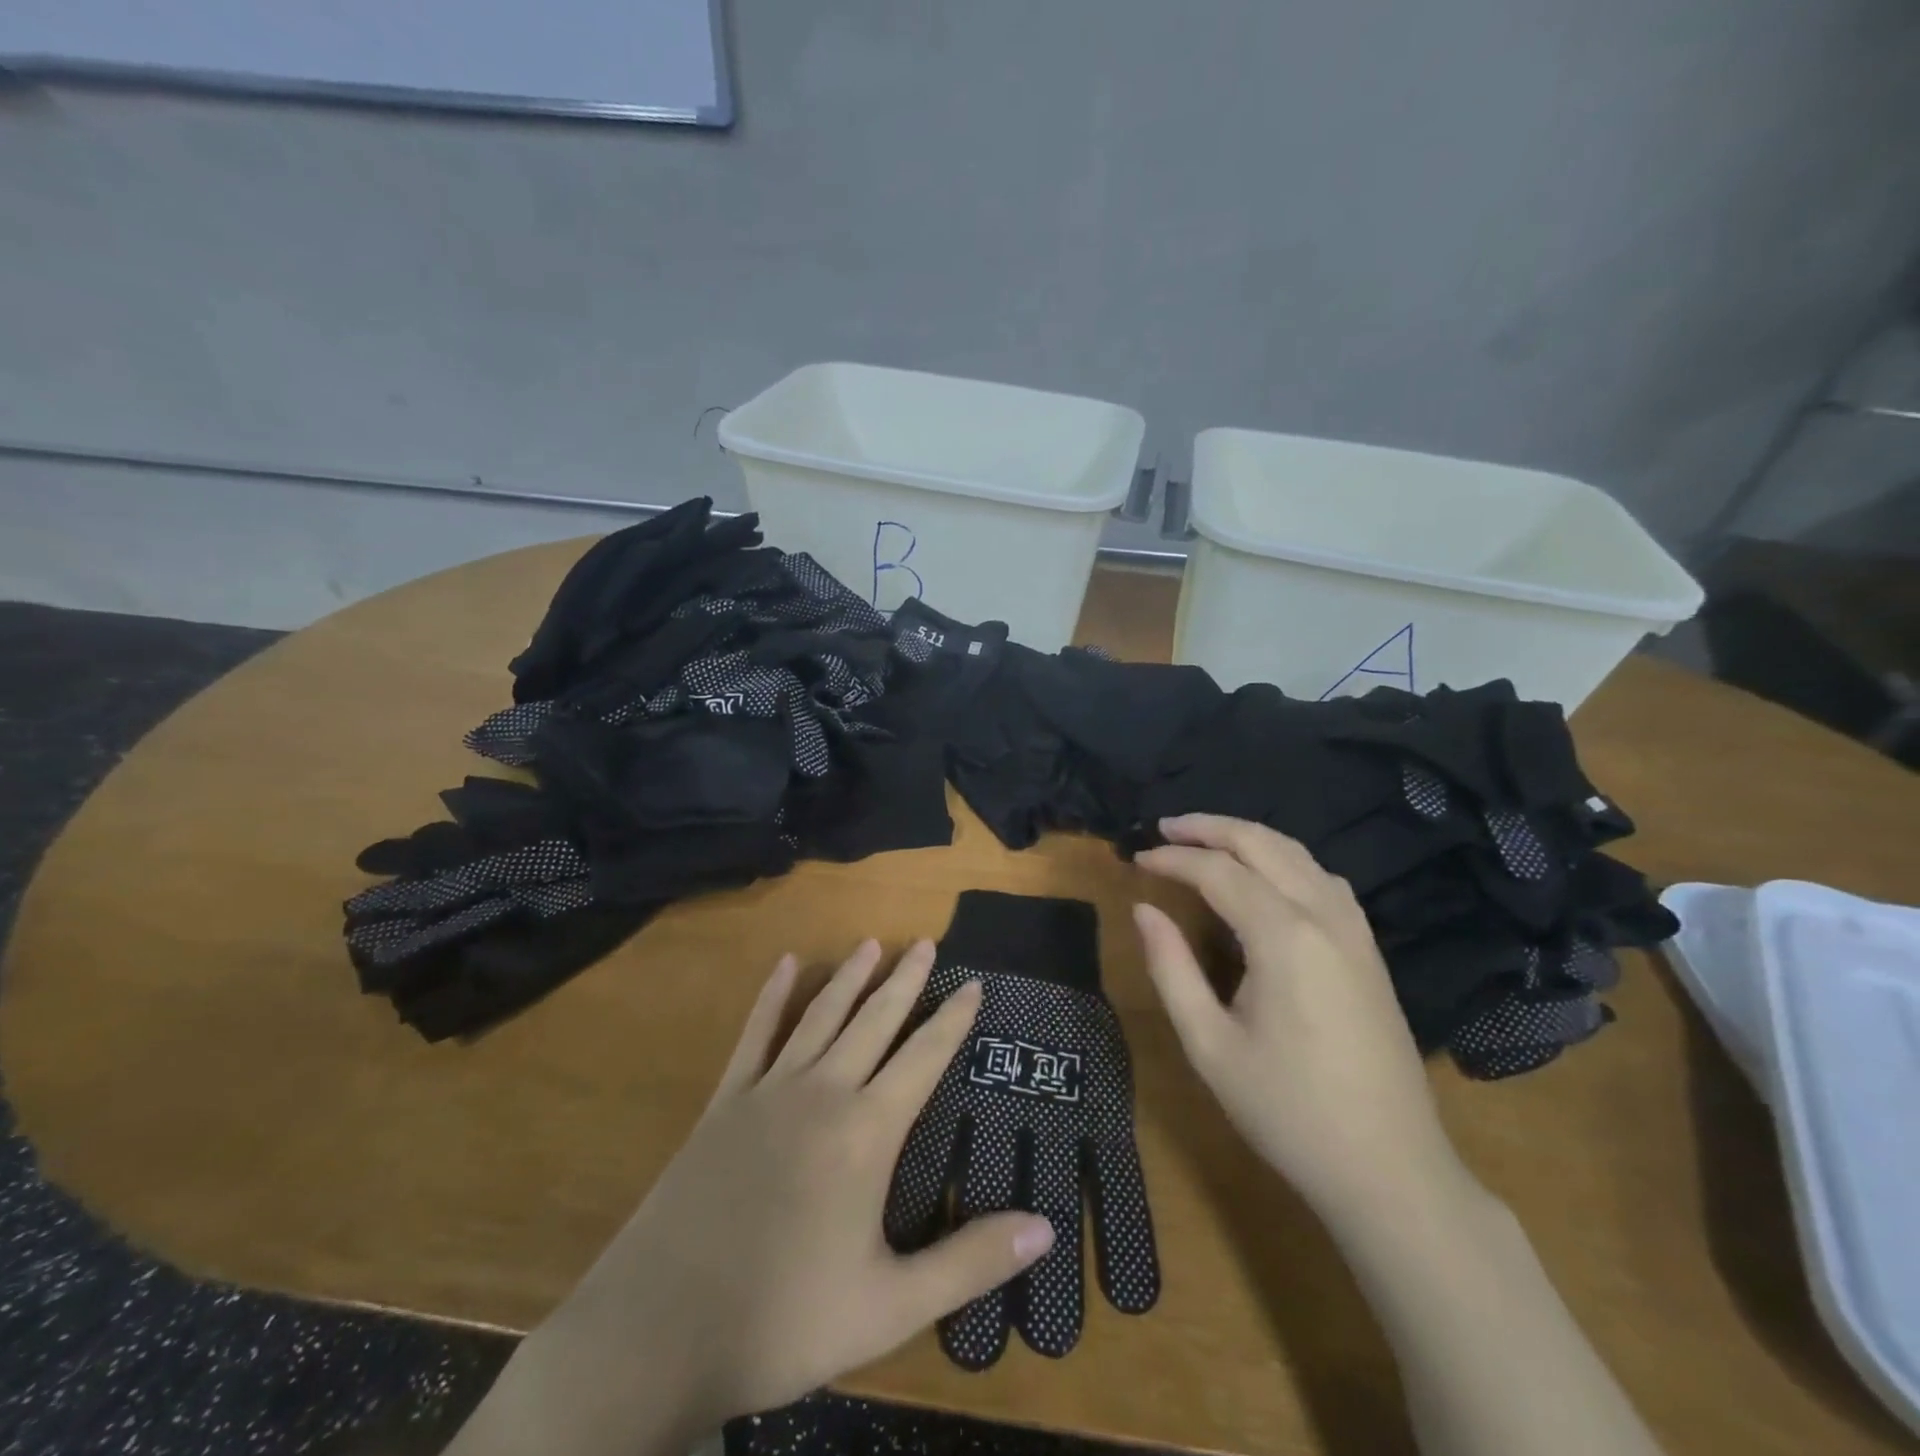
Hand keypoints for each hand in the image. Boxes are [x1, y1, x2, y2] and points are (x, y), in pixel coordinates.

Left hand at [452, 941, 1054, 1455]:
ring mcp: (769, 1090)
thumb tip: (1047, 1228)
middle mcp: (823, 1092)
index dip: (952, 1019)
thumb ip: (969, 1262)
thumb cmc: (783, 1320)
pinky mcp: (725, 1101)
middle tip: (925, 942)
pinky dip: (772, 996)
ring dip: (849, 977)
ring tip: (872, 943)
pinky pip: (755, 1034)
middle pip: (875, 1021)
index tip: (973, 983)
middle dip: (905, 980)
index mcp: (866, 1132)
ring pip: (821, 1016)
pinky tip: (785, 964)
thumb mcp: (889, 1306)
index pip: (924, 1058)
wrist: (658, 1331)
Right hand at [1132, 814, 1474, 1224]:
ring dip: (1248, 837)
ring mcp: (1355, 931)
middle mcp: (1324, 917)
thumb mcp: (1209, 1045)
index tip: (1135, 859)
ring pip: (1298, 854)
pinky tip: (1265, 876)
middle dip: (1209, 827)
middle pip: (1262, 843)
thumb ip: (1171, 969)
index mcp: (1283, 937)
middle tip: (1164, 827)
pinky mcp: (1369, 949)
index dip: (1172, 858)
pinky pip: (1323, 878)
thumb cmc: (1288, 1111)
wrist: (1391, 1171)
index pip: (1217, 871)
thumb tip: (1144, 910)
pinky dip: (1284, 859)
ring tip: (1204, 840)